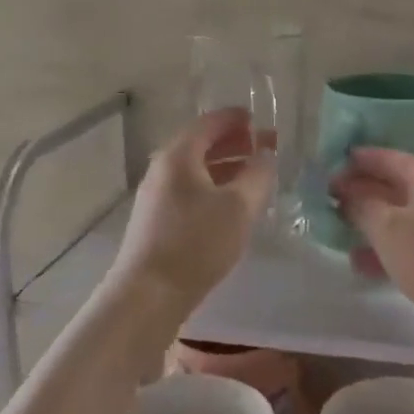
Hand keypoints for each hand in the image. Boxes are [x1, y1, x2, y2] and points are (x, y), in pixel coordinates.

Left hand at [108, 109, 275, 319]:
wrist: (148, 294)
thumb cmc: (196, 243)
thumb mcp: (238, 207)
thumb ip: (257, 175)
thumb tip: (265, 155)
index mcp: (178, 156)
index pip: (209, 123)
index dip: (235, 119)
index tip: (259, 120)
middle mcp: (162, 169)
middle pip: (200, 144)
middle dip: (233, 142)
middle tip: (263, 147)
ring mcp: (156, 196)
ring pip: (195, 170)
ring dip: (225, 166)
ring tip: (253, 174)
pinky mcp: (156, 220)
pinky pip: (189, 190)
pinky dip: (212, 186)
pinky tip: (230, 204)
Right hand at [332, 147, 413, 383]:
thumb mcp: (388, 228)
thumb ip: (362, 205)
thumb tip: (346, 192)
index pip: (388, 158)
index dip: (358, 160)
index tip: (329, 166)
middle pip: (395, 187)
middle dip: (362, 192)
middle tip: (329, 199)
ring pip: (401, 218)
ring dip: (371, 222)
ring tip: (338, 231)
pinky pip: (410, 244)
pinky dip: (387, 248)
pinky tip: (362, 263)